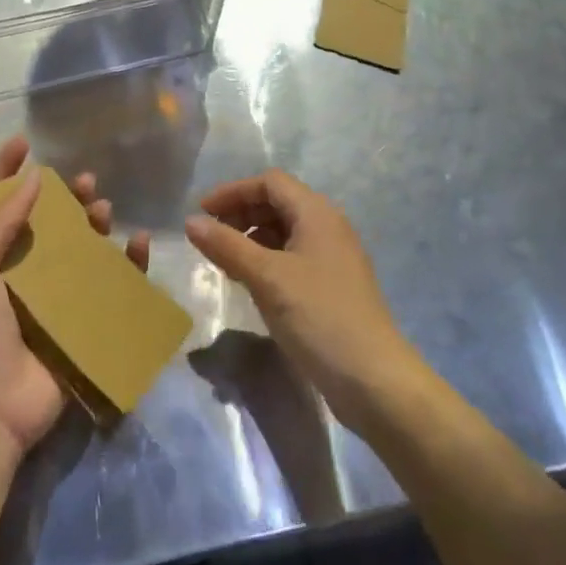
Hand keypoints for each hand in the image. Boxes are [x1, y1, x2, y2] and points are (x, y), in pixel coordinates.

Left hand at [0, 135, 149, 457]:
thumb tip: (34, 176)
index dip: (7, 171)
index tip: (25, 142)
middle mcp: (20, 273)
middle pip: (48, 224)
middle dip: (66, 198)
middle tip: (87, 182)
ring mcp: (52, 300)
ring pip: (80, 250)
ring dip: (95, 226)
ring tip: (106, 211)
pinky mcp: (80, 326)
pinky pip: (109, 289)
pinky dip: (127, 266)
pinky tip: (138, 245)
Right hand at [185, 169, 419, 430]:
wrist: (375, 381)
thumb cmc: (319, 317)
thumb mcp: (266, 278)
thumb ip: (227, 245)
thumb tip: (190, 222)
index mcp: (317, 213)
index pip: (269, 182)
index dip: (233, 191)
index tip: (201, 213)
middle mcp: (328, 226)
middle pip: (277, 203)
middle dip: (240, 213)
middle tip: (209, 237)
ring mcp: (333, 257)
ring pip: (284, 231)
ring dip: (251, 237)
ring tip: (224, 261)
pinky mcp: (333, 286)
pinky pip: (293, 257)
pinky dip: (267, 259)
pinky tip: (250, 283)